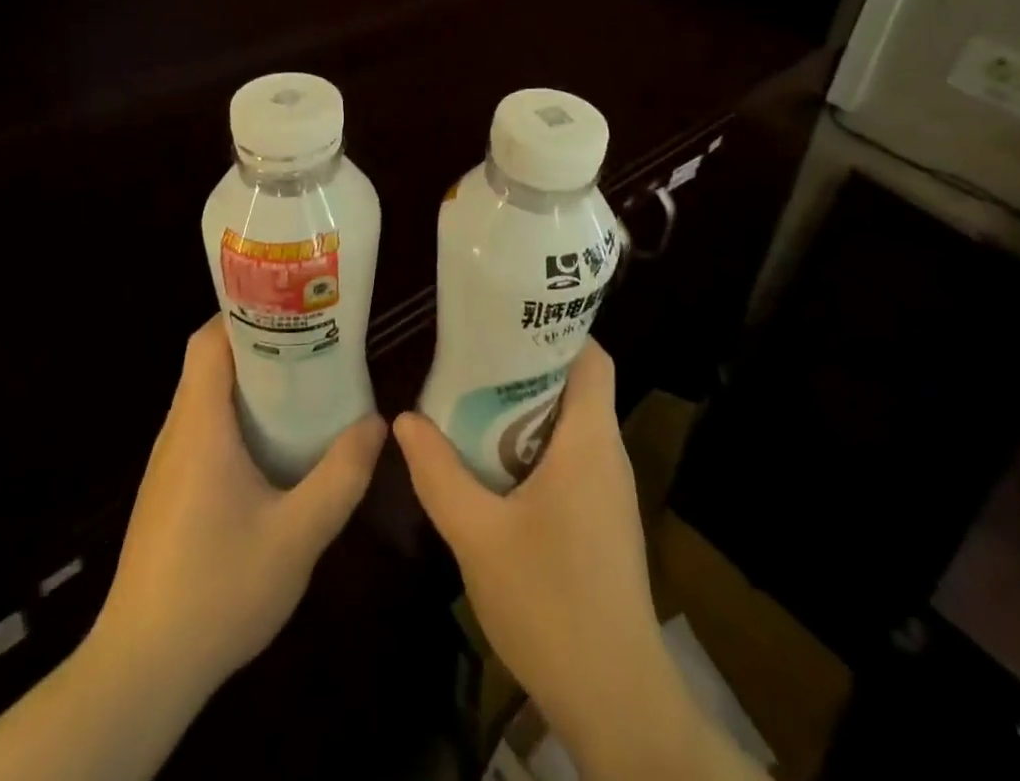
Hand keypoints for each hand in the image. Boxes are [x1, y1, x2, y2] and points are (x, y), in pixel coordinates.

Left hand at [91, 317, 386, 695]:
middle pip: (209, 363)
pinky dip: (236, 419)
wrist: (141, 673)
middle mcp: (176, 434)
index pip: (209, 341)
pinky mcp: (167, 494)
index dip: (245, 313)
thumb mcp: (297, 537)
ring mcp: (167, 466)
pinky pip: (202, 432)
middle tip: (312, 343)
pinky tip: (273, 447)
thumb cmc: (217, 591)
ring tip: (302, 385)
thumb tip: (377, 422)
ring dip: (249, 384)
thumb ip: (341, 476)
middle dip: (259, 345)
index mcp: (200, 427)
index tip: (291, 307)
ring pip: (205, 399)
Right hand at [395, 341, 754, 779]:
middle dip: (527, 366)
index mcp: (590, 439)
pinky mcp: (603, 521)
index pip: (591, 356)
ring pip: (570, 425)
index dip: (556, 329)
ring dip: (526, 410)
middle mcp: (607, 454)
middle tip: (473, 358)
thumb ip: (438, 474)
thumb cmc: (550, 602)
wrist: (615, 699)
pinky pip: (571, 459)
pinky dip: (534, 447)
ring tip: (473, 400)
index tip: (507, 319)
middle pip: (575, 385)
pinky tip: (493, 465)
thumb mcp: (478, 535)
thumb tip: (404, 419)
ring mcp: (609, 491)